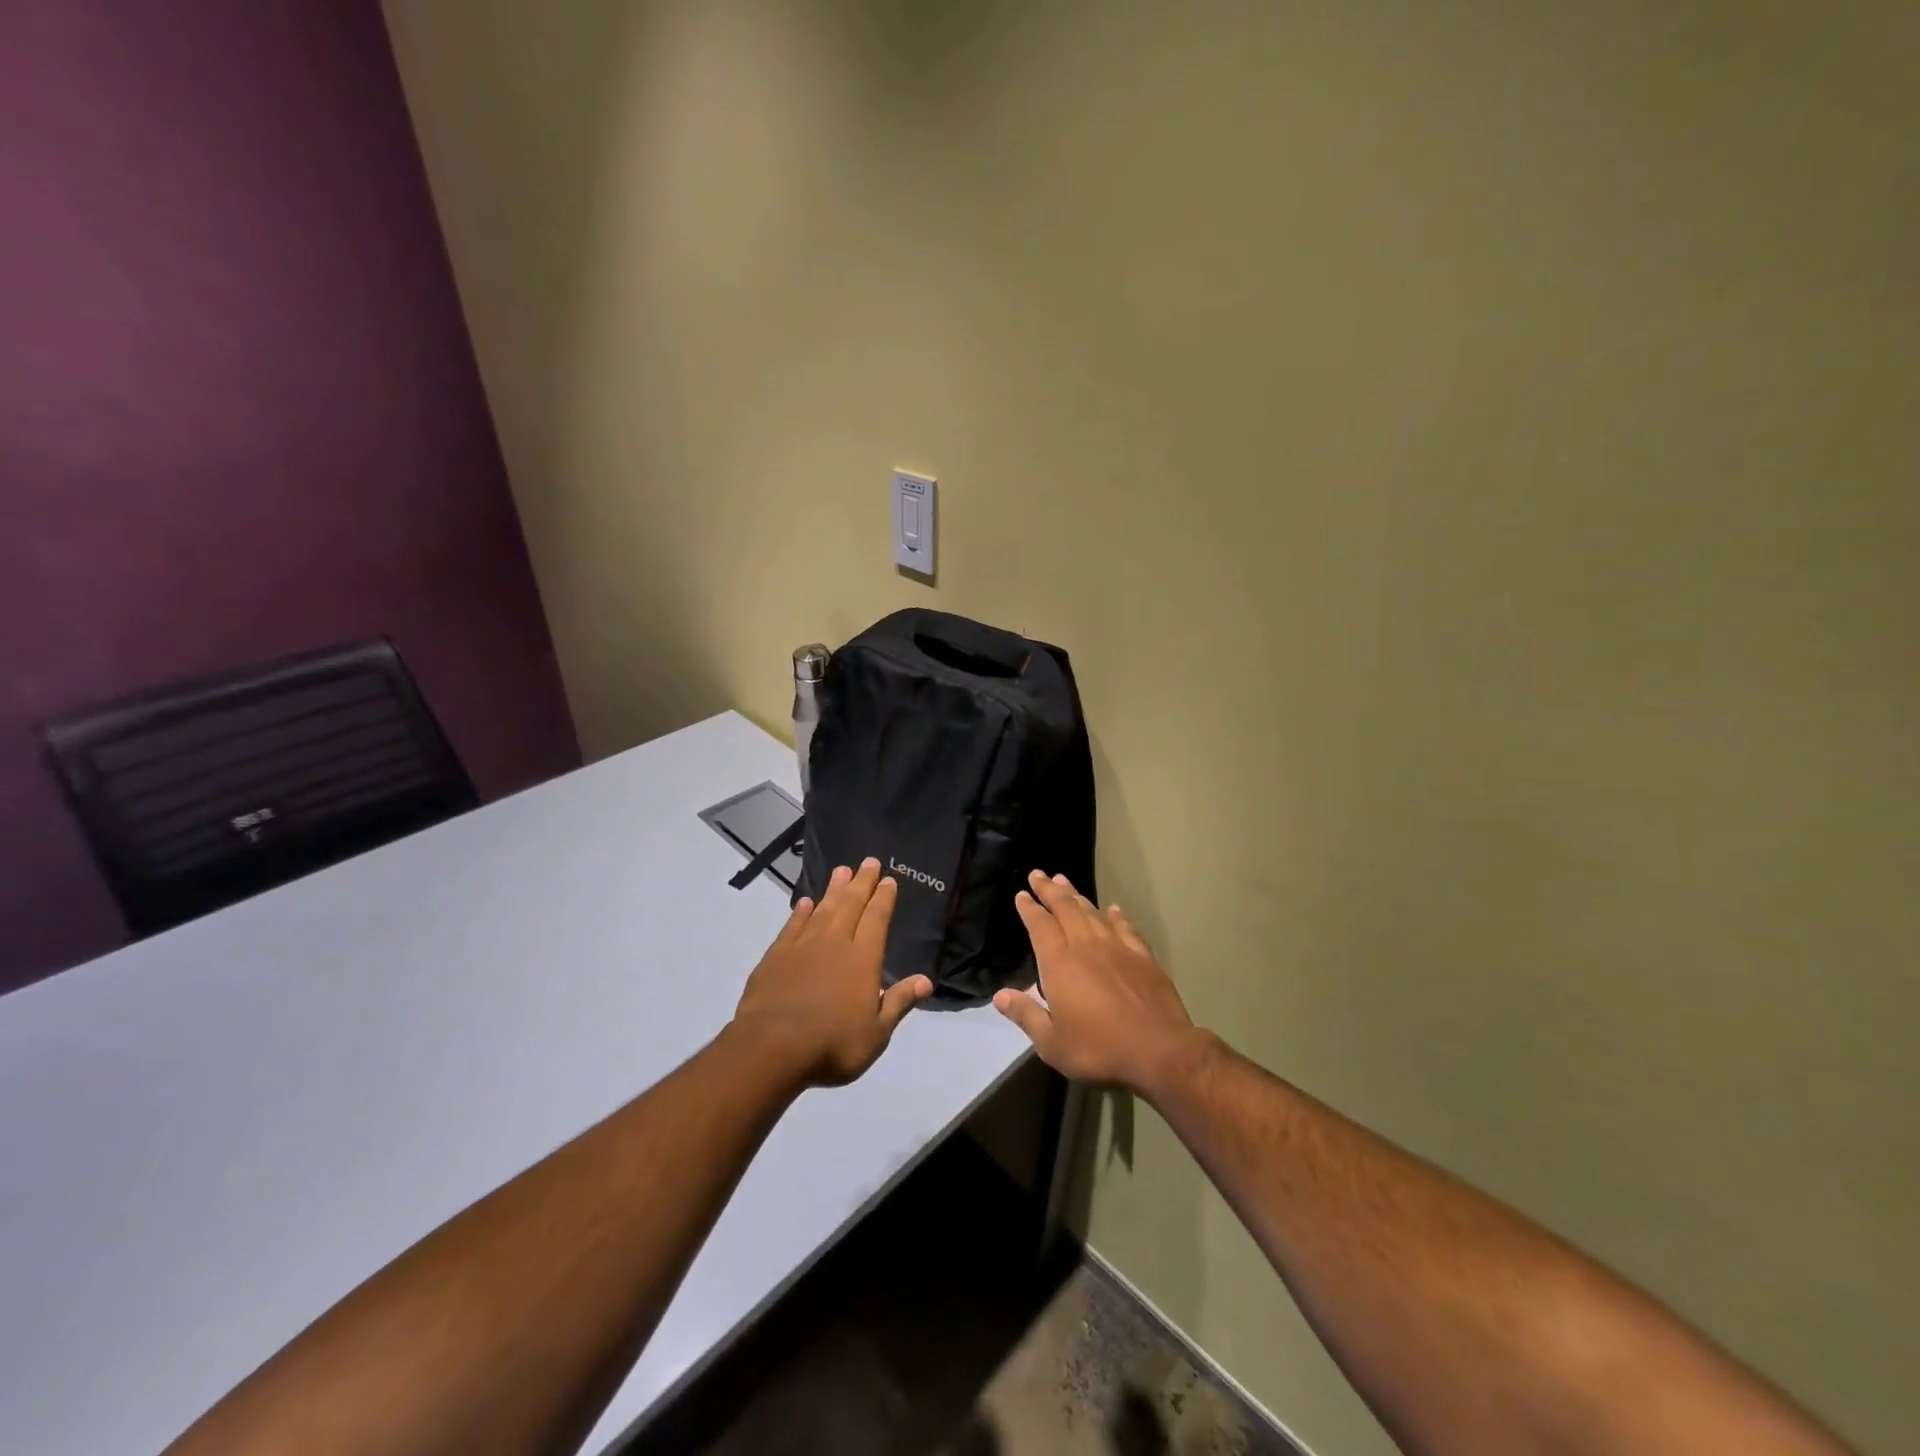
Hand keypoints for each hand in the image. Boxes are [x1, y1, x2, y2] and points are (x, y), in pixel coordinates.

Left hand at [731, 858, 933, 1087]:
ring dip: (834, 889)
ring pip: (823, 908)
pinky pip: (793, 924)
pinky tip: (805, 902)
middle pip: (851, 904)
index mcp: (863, 958)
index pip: (877, 918)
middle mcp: (835, 942)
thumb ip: (899, 1002)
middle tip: (868, 861)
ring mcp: (802, 945)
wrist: (772, 1047)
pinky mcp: (776, 955)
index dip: (883, 897)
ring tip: (842, 871)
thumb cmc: (832, 1044)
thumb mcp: (876, 1033)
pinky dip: (801, 911)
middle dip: (862, 882)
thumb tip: (926, 980)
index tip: (888, 879)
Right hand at [994, 870, 1200, 1093]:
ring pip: (1093, 913)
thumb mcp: (1052, 1043)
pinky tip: (1114, 909)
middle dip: (1050, 890)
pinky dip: (1117, 916)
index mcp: (1060, 964)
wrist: (1159, 1051)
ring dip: (1077, 896)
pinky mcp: (1143, 957)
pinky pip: (1126, 928)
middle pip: (1065, 909)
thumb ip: (1026, 1015)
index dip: (1029, 908)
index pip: (1040, 926)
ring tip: (1065, 882)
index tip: (1022, 894)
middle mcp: (1086, 946)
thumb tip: (999, 995)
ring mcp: (1117, 948)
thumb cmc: (1099, 1048)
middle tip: (1039, 874)